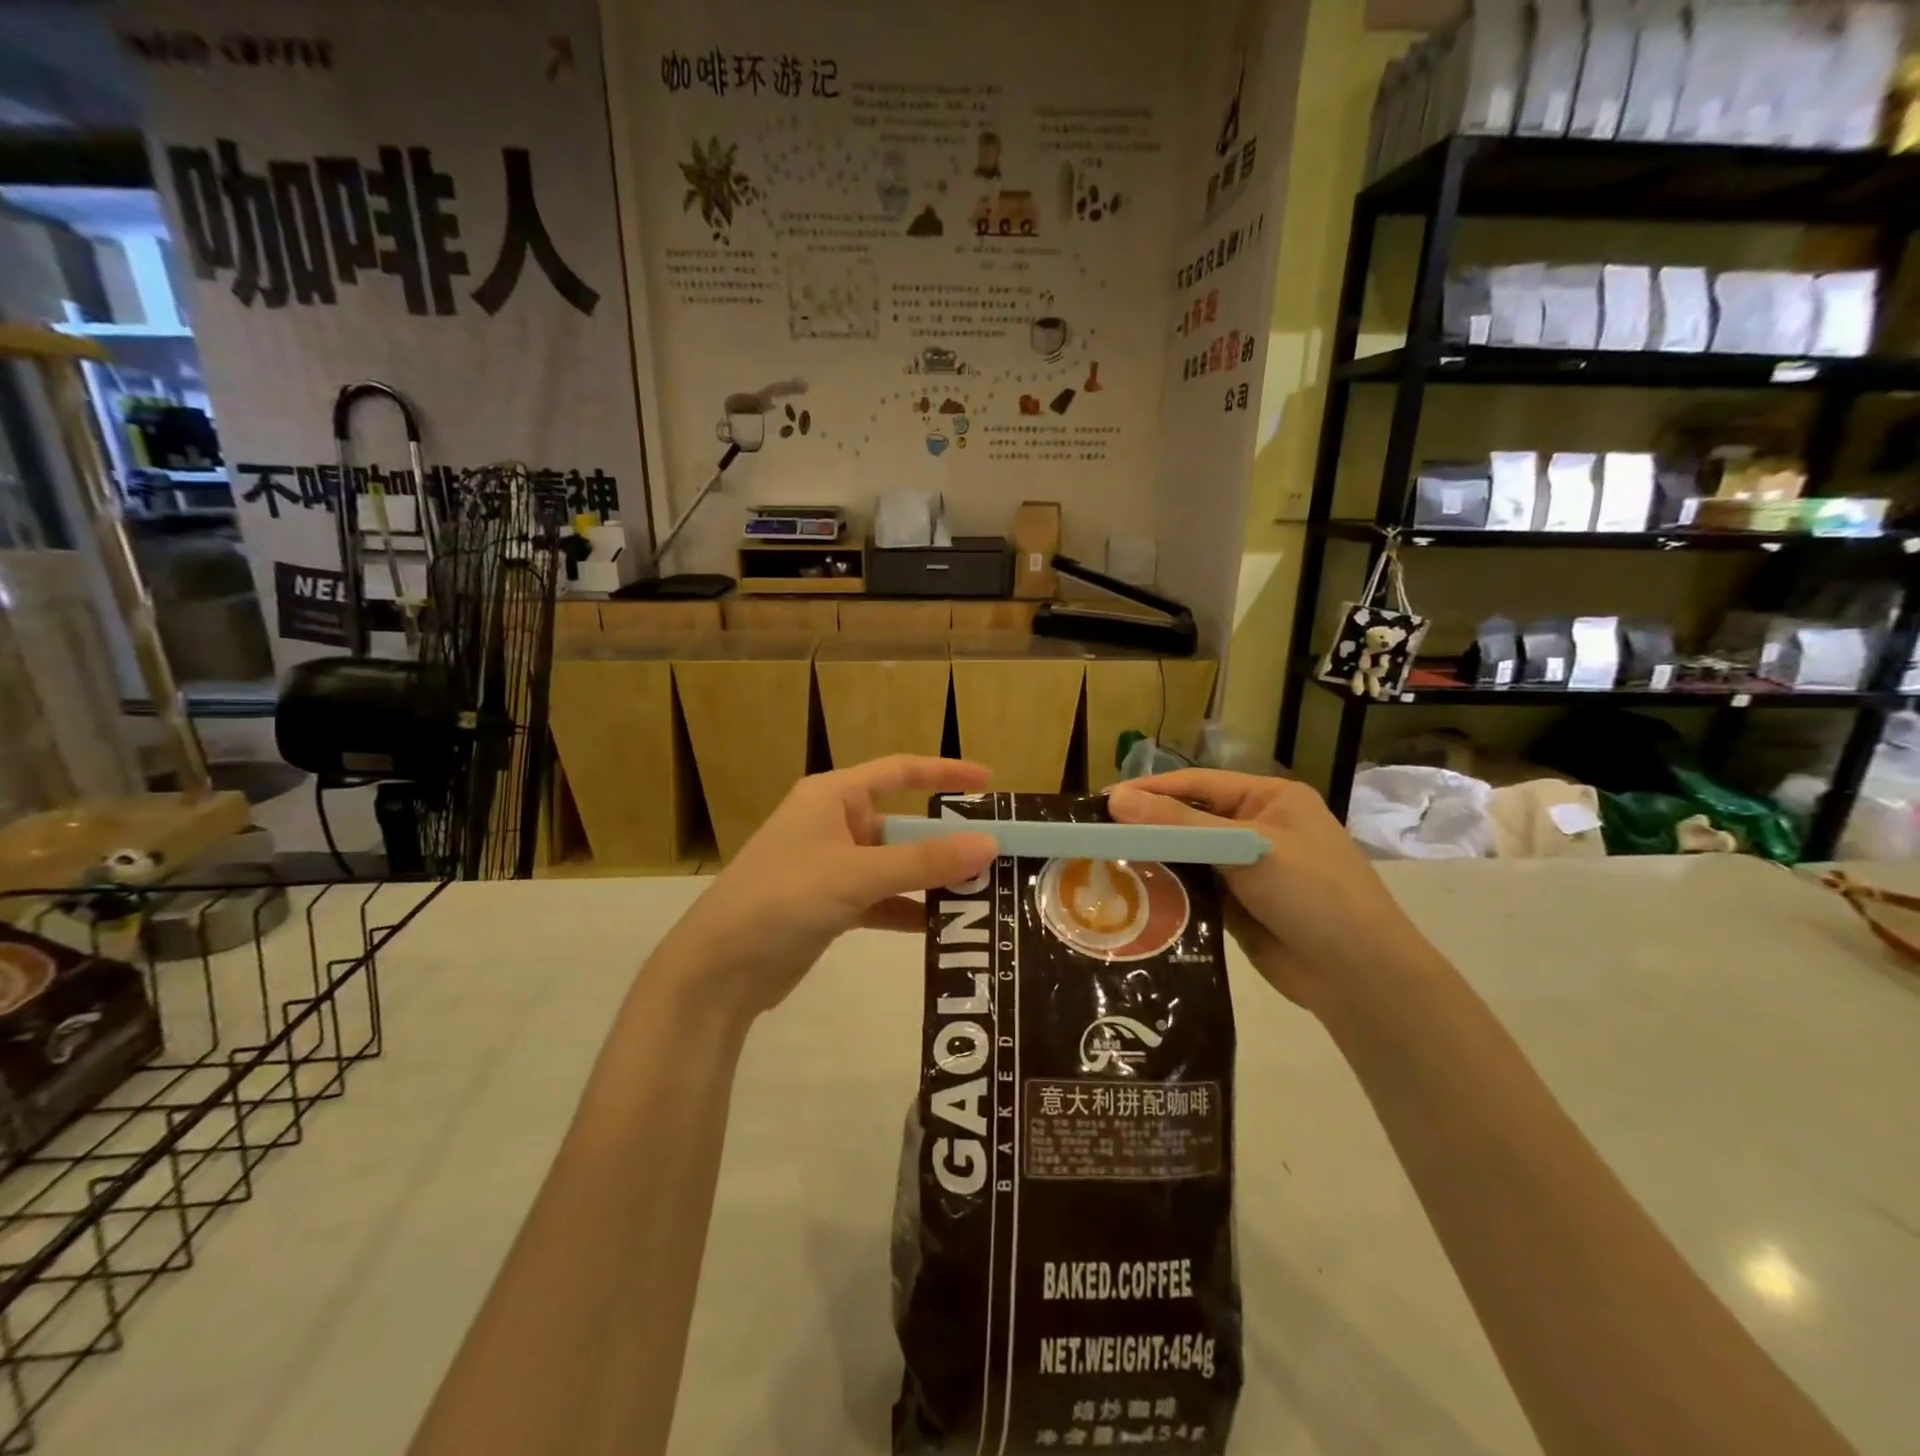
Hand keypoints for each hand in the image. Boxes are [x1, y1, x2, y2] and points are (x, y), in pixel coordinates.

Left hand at [660, 756, 997, 1019]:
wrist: (718, 969)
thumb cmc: (783, 898)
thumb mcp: (857, 874)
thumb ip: (924, 861)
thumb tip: (989, 843)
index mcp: (833, 796)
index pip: (898, 771)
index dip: (944, 771)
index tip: (989, 782)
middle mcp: (833, 824)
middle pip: (902, 823)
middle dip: (945, 840)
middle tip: (995, 854)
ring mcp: (831, 867)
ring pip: (895, 864)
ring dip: (931, 878)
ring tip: (980, 893)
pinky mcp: (830, 905)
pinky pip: (882, 899)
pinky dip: (908, 910)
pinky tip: (940, 926)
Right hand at [1107, 769, 1427, 1014]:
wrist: (1360, 976)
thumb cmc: (1312, 893)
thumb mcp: (1247, 848)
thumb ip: (1179, 825)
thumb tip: (1116, 799)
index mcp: (1270, 799)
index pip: (1197, 784)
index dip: (1150, 790)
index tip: (1103, 801)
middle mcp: (1256, 828)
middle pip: (1190, 818)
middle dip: (1147, 825)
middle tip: (1095, 834)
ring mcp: (1247, 869)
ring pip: (1188, 855)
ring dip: (1154, 859)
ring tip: (1104, 863)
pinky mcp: (1237, 906)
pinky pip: (1194, 888)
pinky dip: (1168, 889)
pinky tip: (1133, 894)